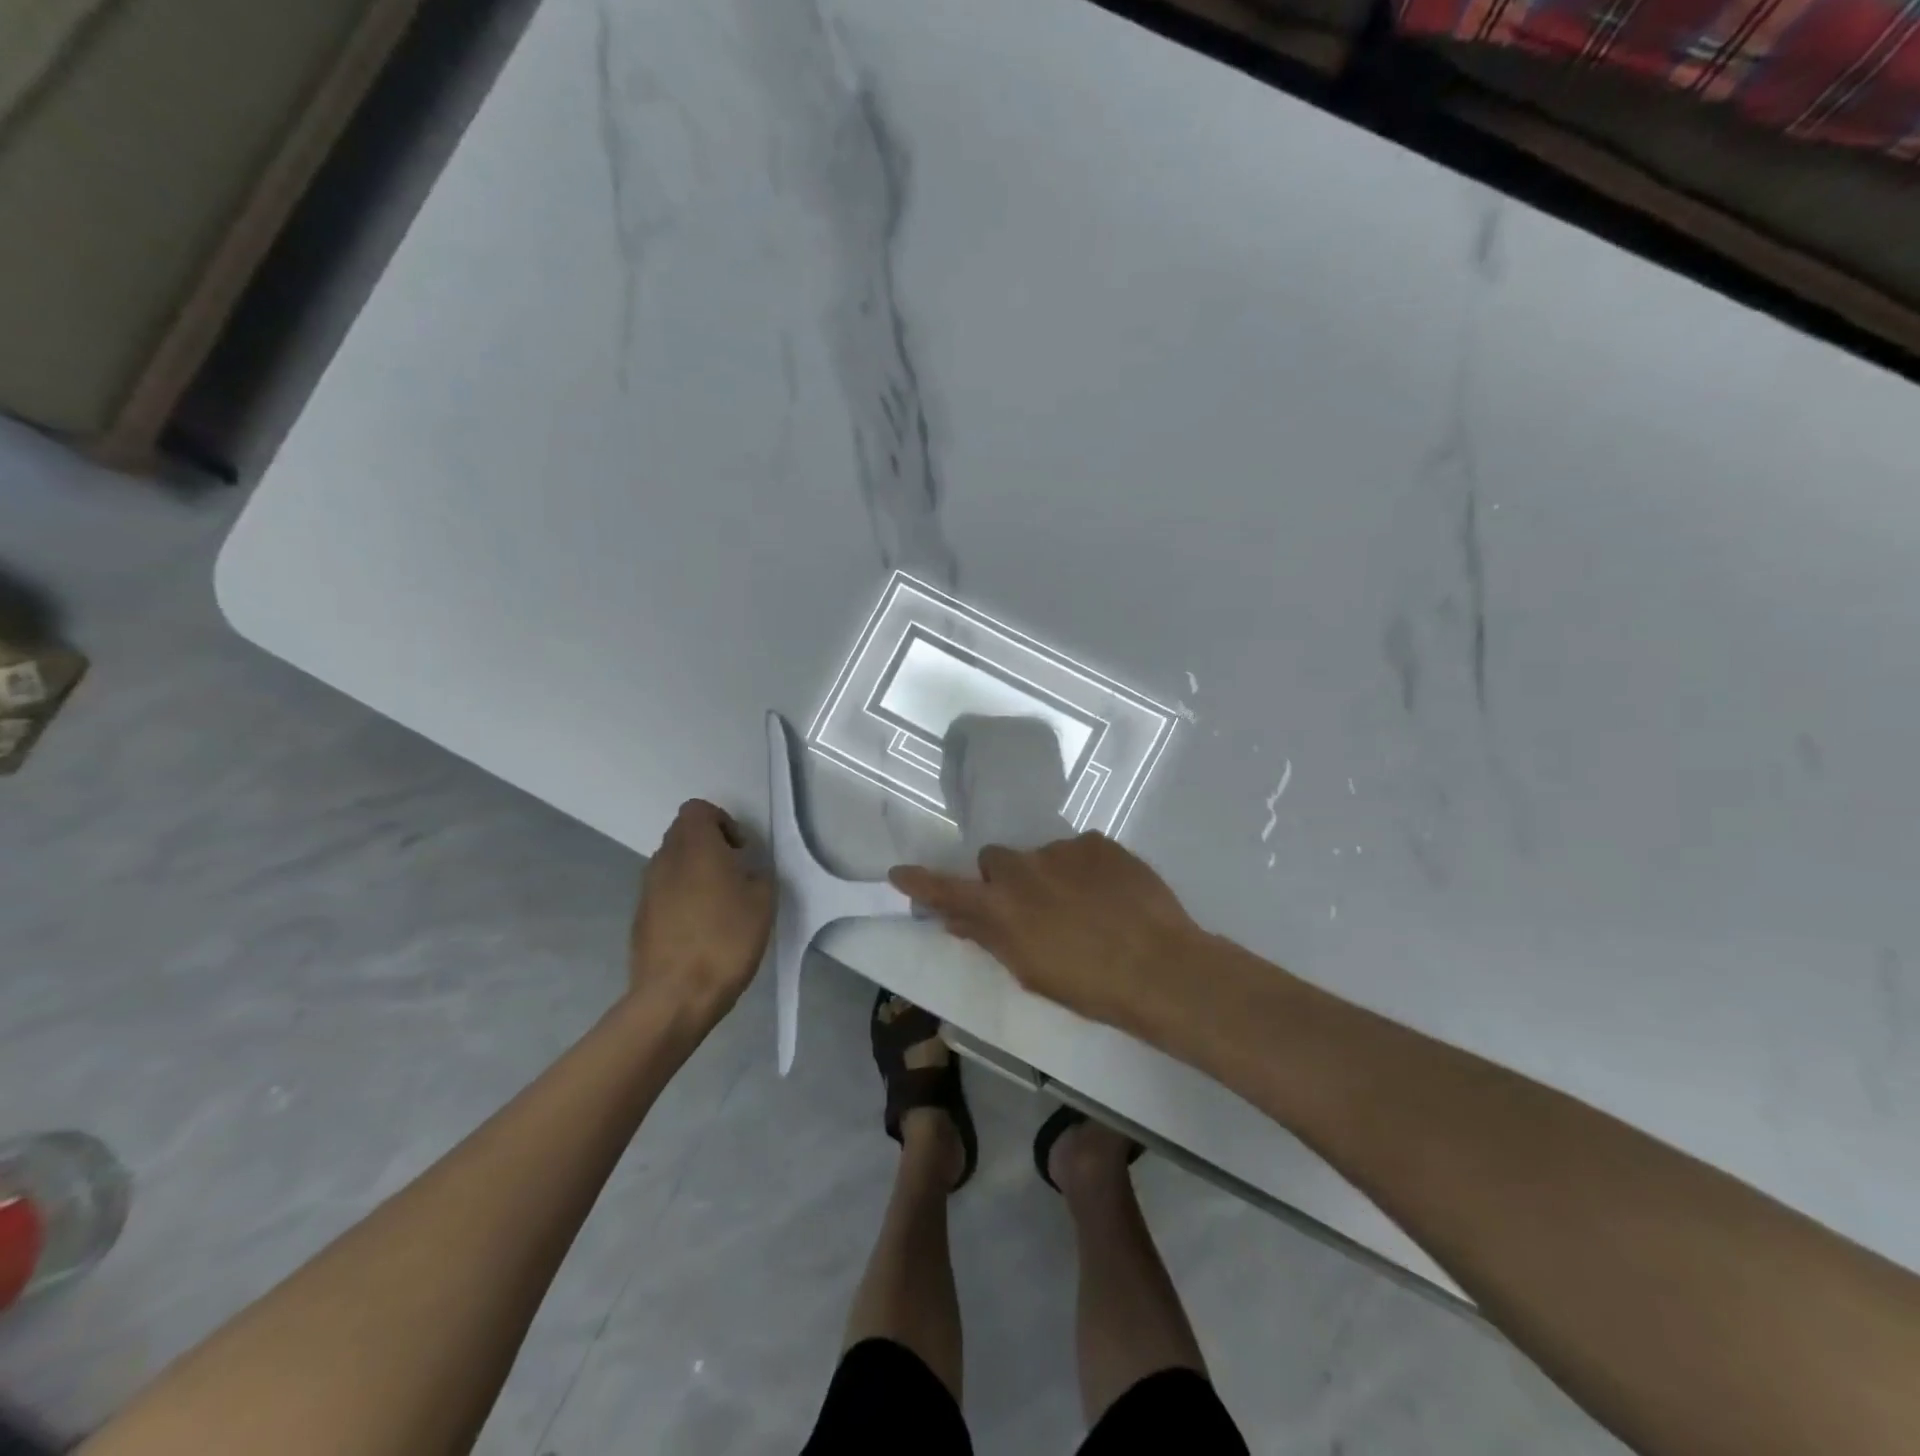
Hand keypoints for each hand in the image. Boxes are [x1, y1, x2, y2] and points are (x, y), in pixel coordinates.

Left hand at [629, 800, 775, 1026]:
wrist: (675, 996)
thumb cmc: (726, 940)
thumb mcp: (763, 902)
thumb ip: (756, 876)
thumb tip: (744, 874)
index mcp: (695, 847)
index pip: (698, 810)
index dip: (722, 821)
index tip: (740, 850)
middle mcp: (664, 860)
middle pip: (683, 834)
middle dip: (710, 846)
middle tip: (735, 874)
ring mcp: (647, 890)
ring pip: (673, 864)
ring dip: (695, 873)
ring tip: (721, 905)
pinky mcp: (640, 918)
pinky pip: (664, 893)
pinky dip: (683, 898)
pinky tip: (701, 929)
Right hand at [889, 833, 1203, 1033]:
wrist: (1160, 967)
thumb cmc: (1089, 986)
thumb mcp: (1031, 972)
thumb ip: (991, 938)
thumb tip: (958, 919)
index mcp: (1001, 907)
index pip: (947, 891)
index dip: (921, 883)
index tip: (899, 874)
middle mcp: (1022, 868)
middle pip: (995, 861)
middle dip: (1004, 879)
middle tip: (1031, 909)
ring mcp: (1062, 849)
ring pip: (1041, 856)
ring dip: (1049, 876)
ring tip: (1085, 907)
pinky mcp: (1098, 842)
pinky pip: (1078, 851)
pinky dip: (1084, 869)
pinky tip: (1109, 895)